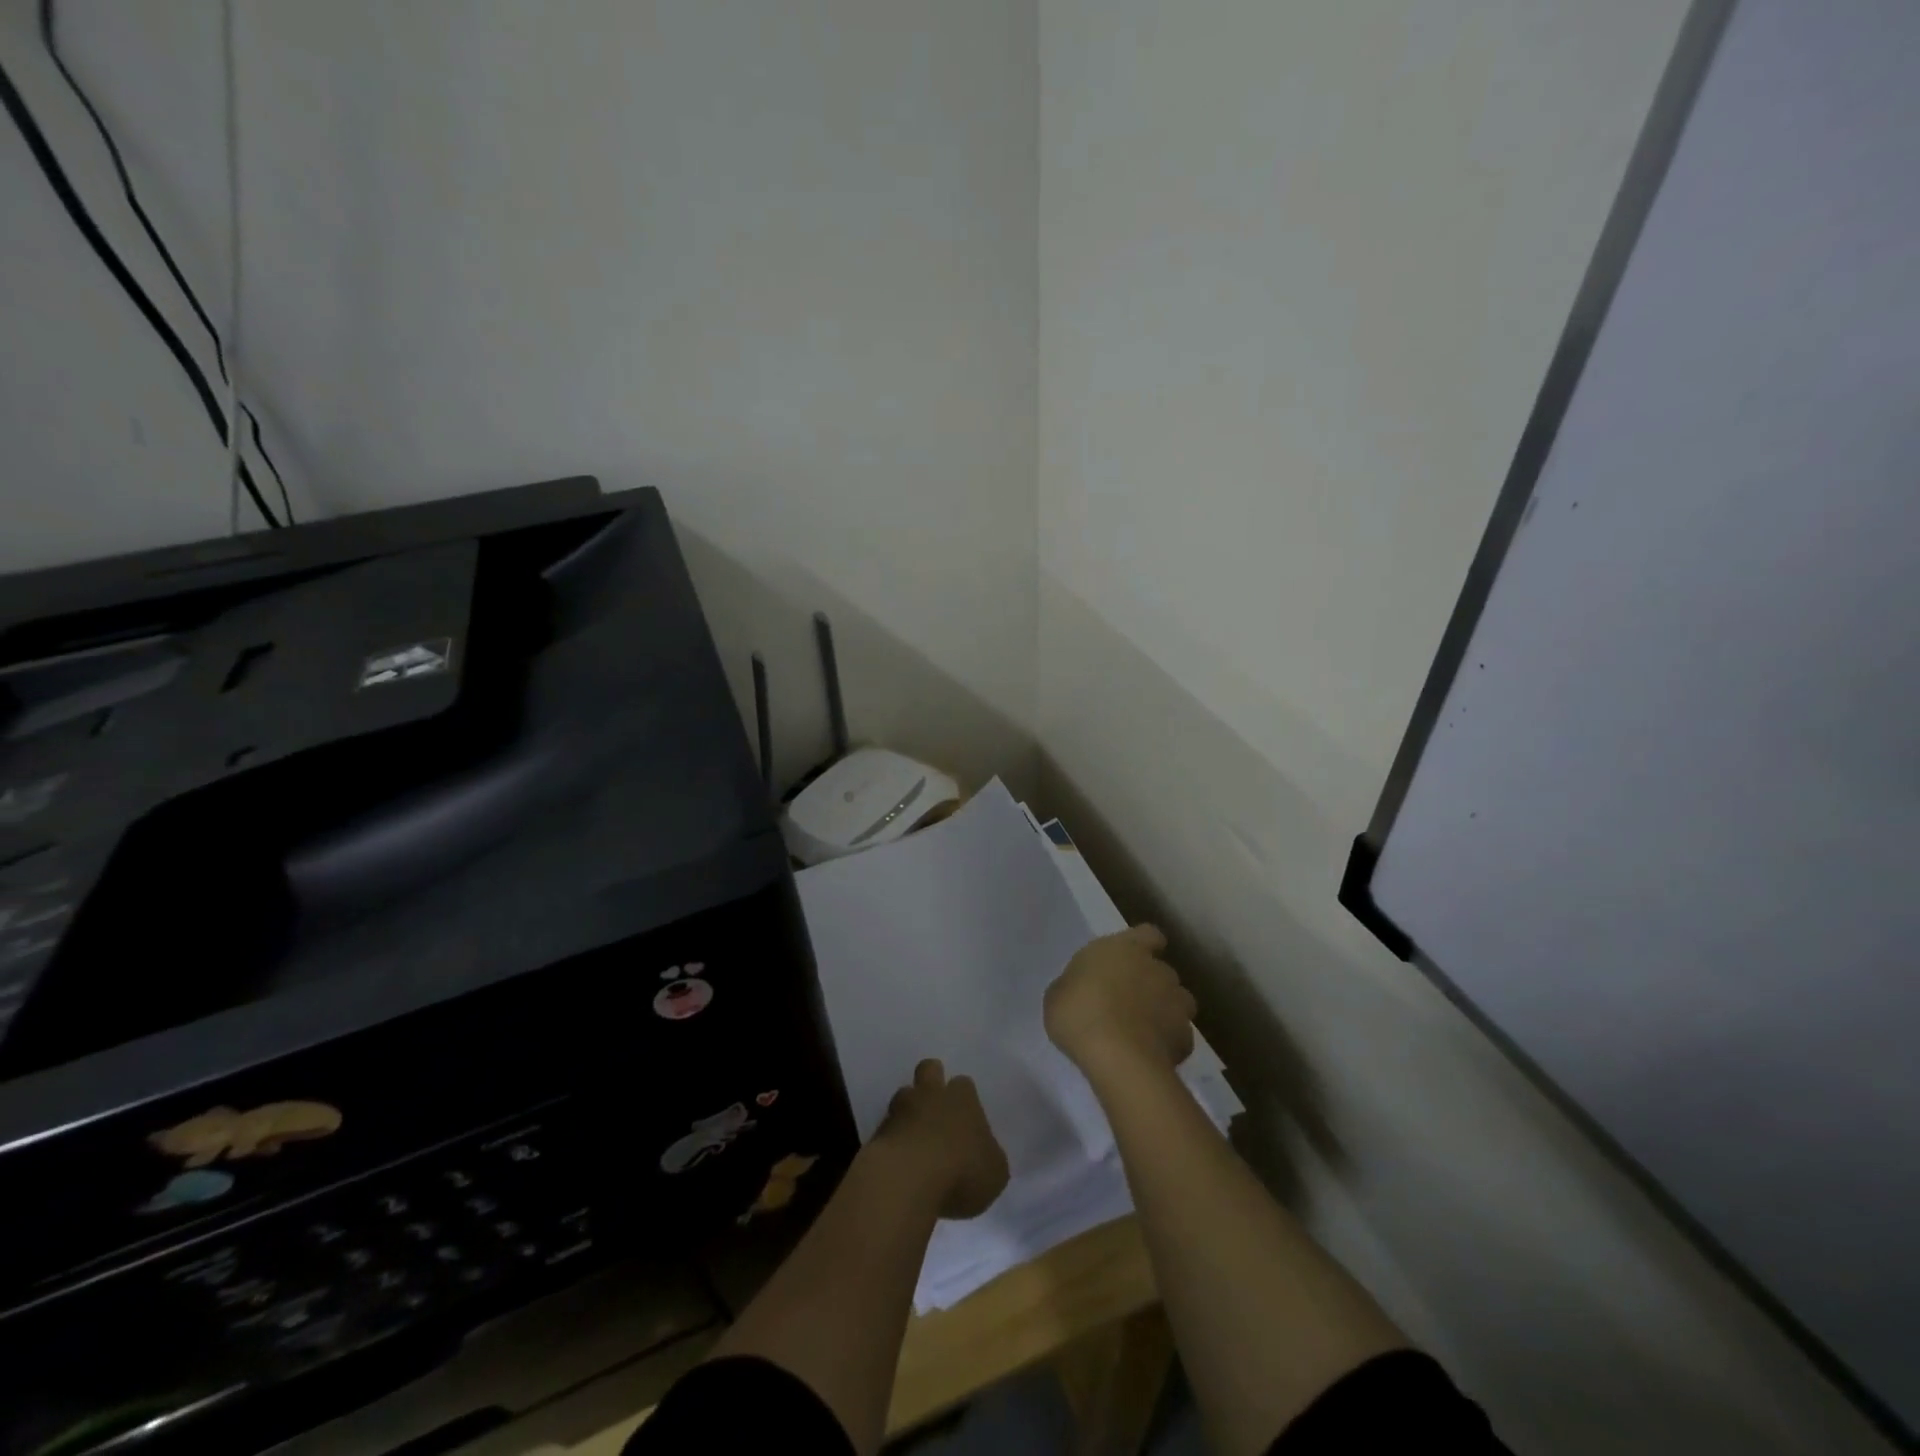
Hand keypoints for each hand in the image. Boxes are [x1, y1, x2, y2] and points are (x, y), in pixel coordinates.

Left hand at [872, 1059, 1009, 1220]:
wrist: (907, 1180)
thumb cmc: (961, 1171)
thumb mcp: (995, 1172)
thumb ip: (990, 1157)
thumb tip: (985, 1154)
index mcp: (963, 1098)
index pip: (964, 1084)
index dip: (964, 1097)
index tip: (966, 1117)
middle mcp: (931, 1095)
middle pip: (929, 1069)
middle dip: (931, 1081)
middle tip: (937, 1107)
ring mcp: (900, 1110)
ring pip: (903, 1096)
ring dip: (908, 1111)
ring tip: (914, 1136)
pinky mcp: (878, 1133)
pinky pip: (887, 1128)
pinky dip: (893, 1140)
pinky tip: (899, 1161)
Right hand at [1045, 924, 1195, 1075]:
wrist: (1117, 1058)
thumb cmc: (1079, 1014)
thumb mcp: (1058, 994)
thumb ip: (1076, 985)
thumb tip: (1081, 990)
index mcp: (1124, 948)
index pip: (1148, 934)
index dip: (1143, 945)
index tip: (1130, 961)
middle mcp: (1156, 969)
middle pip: (1161, 971)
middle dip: (1149, 984)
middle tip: (1125, 1004)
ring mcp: (1177, 1003)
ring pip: (1176, 1002)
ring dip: (1163, 1012)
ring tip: (1140, 1032)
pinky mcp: (1186, 1038)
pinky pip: (1178, 1037)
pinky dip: (1167, 1044)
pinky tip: (1148, 1057)